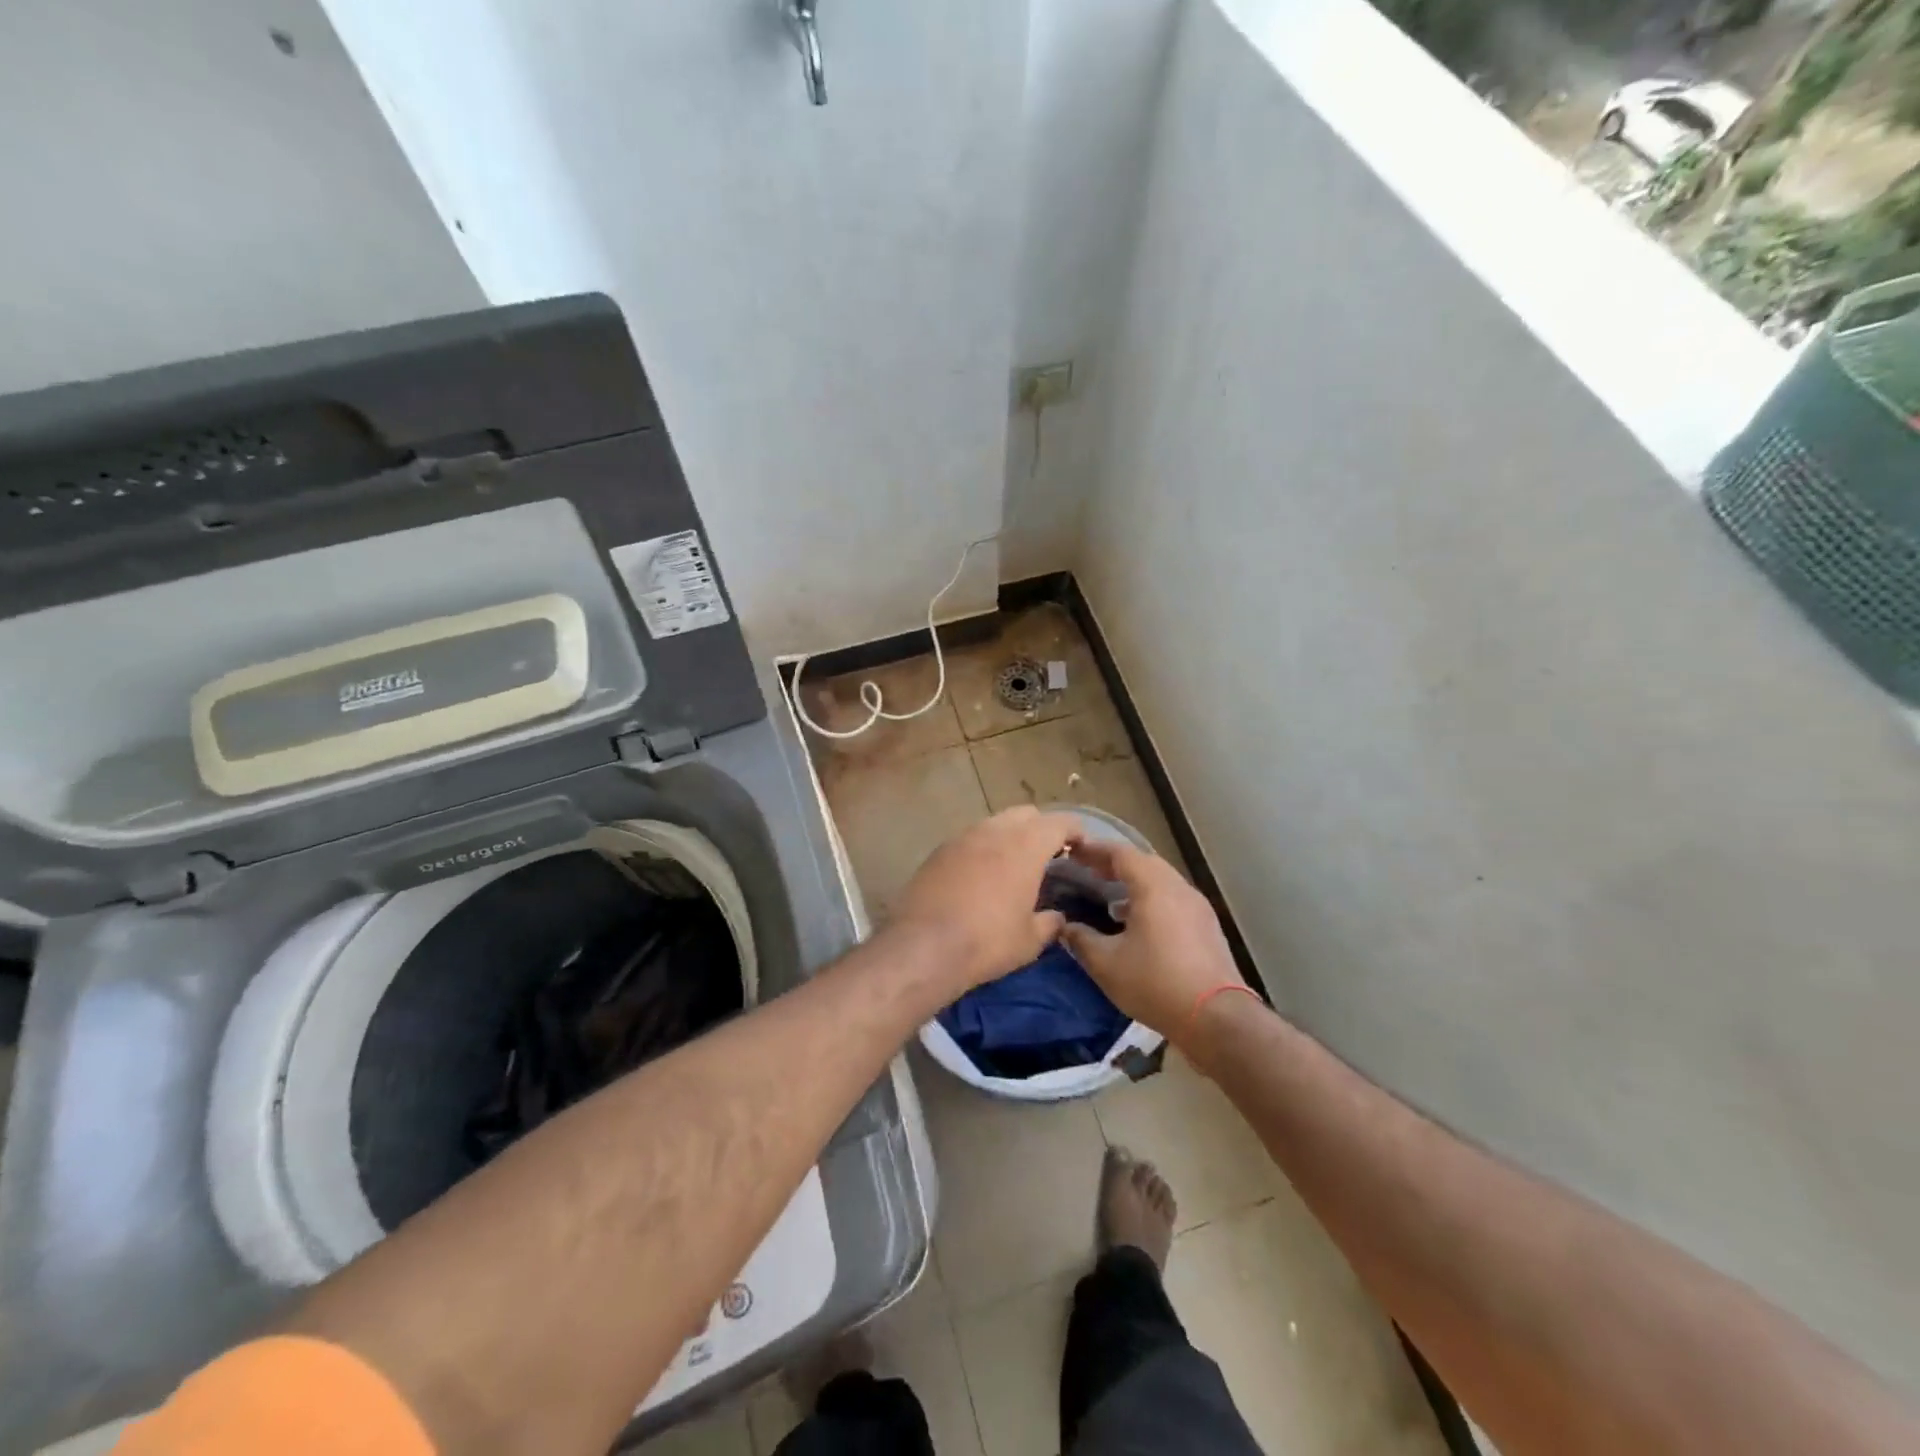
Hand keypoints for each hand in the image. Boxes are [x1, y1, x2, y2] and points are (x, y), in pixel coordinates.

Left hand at [890, 807, 1079, 991]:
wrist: (923, 946)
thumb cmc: (987, 942)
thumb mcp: (1029, 940)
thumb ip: (1049, 923)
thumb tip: (1057, 917)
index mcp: (1025, 846)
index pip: (1059, 823)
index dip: (1075, 830)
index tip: (1081, 845)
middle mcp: (994, 831)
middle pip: (1026, 814)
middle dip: (1041, 828)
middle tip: (1049, 854)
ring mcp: (962, 837)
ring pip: (995, 822)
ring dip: (1010, 835)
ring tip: (1014, 863)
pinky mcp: (939, 850)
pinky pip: (970, 838)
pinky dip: (983, 847)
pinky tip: (982, 874)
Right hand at [1058, 839, 1244, 1038]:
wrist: (1216, 1019)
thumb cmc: (1155, 983)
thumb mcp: (1106, 964)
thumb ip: (1081, 940)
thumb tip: (1065, 927)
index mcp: (1153, 886)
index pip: (1120, 853)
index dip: (1094, 849)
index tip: (1071, 851)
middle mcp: (1178, 887)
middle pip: (1143, 862)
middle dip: (1114, 864)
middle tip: (1087, 871)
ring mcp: (1198, 907)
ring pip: (1161, 881)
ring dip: (1134, 882)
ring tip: (1109, 896)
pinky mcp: (1207, 927)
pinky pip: (1173, 899)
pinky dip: (1151, 899)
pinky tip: (1137, 922)